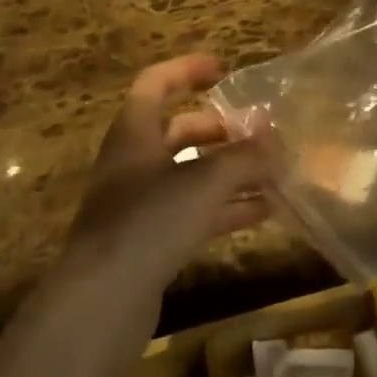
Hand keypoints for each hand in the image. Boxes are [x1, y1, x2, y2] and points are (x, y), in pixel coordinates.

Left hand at [66, 54, 273, 290]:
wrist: (98, 307)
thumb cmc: (147, 221)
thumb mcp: (205, 180)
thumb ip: (246, 157)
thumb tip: (278, 142)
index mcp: (134, 133)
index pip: (156, 83)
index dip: (188, 70)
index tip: (224, 70)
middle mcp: (133, 164)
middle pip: (178, 132)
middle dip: (220, 129)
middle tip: (258, 133)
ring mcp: (139, 206)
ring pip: (190, 175)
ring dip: (230, 171)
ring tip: (273, 173)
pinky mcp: (149, 244)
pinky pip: (194, 213)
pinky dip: (226, 208)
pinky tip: (263, 212)